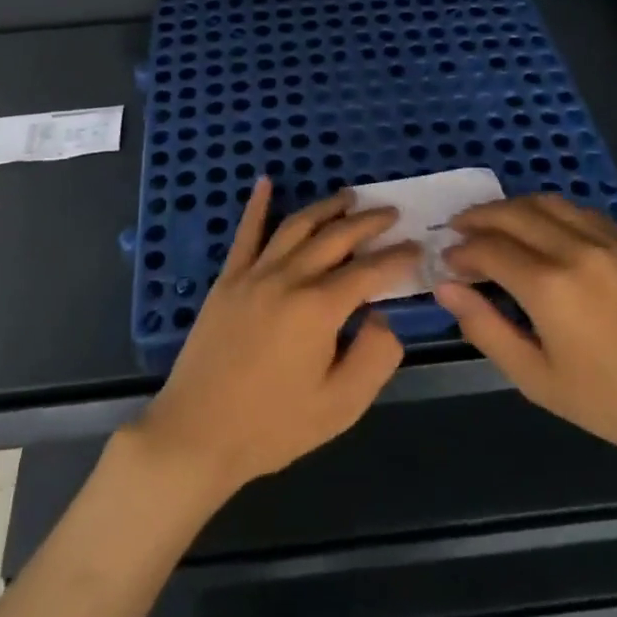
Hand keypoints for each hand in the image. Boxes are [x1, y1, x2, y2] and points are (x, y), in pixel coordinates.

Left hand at [132, 177, 417, 495]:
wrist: (197, 433)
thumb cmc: (273, 426)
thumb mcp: (340, 406)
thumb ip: (374, 356)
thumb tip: (382, 316)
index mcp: (319, 308)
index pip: (369, 271)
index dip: (398, 257)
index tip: (418, 248)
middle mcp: (288, 278)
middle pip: (336, 237)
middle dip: (368, 222)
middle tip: (391, 213)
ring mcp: (253, 274)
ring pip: (296, 226)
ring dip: (326, 208)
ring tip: (349, 197)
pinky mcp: (227, 280)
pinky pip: (246, 233)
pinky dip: (258, 205)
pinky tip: (265, 182)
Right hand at [435, 194, 616, 471]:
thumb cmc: (609, 402)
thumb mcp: (535, 378)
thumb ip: (485, 327)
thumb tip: (445, 286)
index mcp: (549, 287)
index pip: (488, 249)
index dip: (461, 251)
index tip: (447, 262)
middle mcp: (575, 251)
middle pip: (512, 214)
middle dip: (478, 218)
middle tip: (459, 231)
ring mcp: (608, 243)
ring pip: (546, 203)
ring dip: (512, 207)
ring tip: (494, 223)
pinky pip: (580, 212)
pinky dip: (550, 211)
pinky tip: (542, 228)